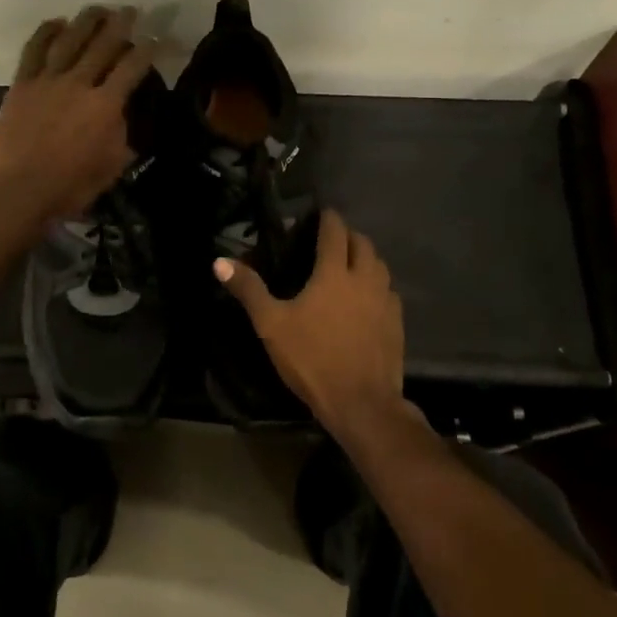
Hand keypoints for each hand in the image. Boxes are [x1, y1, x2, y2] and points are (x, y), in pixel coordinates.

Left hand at [0, 5, 157, 220]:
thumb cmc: (68, 187)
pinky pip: (35, 50)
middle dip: (121, 24)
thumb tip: (121, 118)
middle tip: (130, 11)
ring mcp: (47, 81)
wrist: (15, 190)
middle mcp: (79, 83)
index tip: (156, 40)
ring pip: (70, 39)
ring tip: (98, 8)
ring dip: (87, 20)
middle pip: (103, 44)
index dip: (148, 50)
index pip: (132, 68)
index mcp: (105, 105)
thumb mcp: (110, 168)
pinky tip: (56, 22)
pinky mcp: (22, 84)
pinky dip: (46, 32)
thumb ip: (120, 138)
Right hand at [214, 209, 407, 439]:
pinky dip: (377, 285)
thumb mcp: (271, 325)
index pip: (334, 231)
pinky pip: (389, 291)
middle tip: (331, 240)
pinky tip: (366, 299)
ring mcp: (385, 301)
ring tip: (349, 265)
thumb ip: (249, 290)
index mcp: (334, 273)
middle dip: (348, 235)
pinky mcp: (397, 323)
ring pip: (380, 266)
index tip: (320, 213)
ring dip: (365, 257)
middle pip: (363, 243)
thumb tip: (219, 262)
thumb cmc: (312, 359)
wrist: (361, 402)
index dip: (327, 218)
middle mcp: (365, 278)